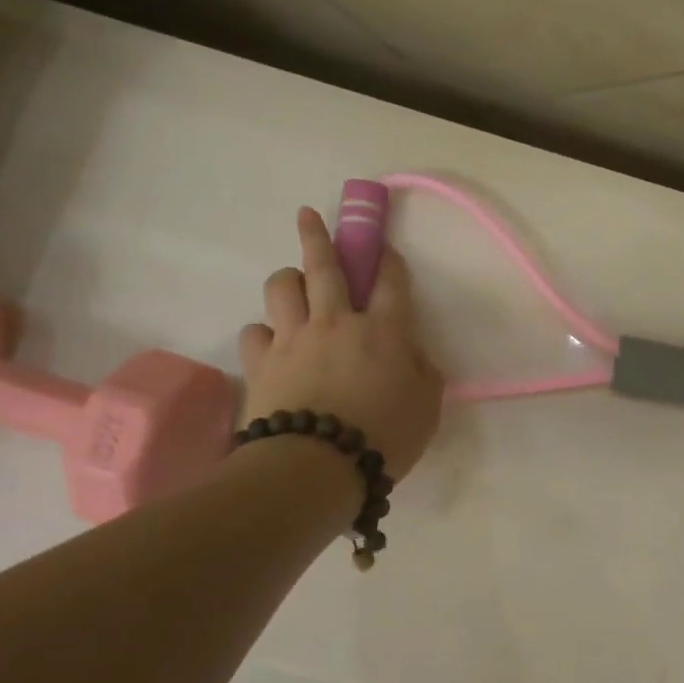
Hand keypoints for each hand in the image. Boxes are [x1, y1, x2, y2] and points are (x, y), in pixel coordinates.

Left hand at [236, 207, 443, 478]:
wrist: (317, 467)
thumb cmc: (384, 438)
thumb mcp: (428, 408)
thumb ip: (424, 373)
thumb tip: (412, 355)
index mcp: (383, 331)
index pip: (390, 282)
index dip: (388, 261)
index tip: (384, 249)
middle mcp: (336, 323)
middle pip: (325, 266)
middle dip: (318, 236)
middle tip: (307, 215)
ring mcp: (293, 339)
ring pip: (282, 288)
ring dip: (289, 279)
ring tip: (294, 285)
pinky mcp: (260, 363)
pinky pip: (255, 332)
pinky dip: (264, 332)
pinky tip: (272, 342)